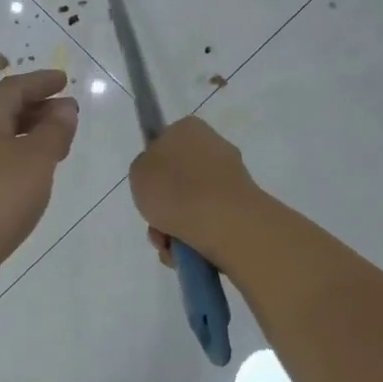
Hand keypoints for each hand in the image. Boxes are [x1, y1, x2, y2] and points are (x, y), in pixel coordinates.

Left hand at [0, 71, 79, 302]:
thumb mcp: (35, 159)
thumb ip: (54, 131)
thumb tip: (64, 108)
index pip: (12, 88)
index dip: (39, 81)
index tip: (64, 81)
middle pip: (5, 111)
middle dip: (37, 106)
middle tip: (68, 113)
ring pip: (3, 138)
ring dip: (32, 133)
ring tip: (61, 143)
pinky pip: (1, 162)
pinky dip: (23, 157)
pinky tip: (38, 175)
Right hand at [128, 117, 261, 268]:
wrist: (222, 221)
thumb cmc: (173, 188)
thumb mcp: (138, 172)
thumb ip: (145, 169)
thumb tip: (160, 177)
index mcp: (188, 129)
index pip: (166, 141)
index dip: (154, 167)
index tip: (147, 187)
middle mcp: (215, 147)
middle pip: (179, 179)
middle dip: (165, 205)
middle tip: (155, 223)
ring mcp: (232, 178)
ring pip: (193, 204)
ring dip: (176, 227)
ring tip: (169, 245)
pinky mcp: (244, 207)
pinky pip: (210, 222)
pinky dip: (195, 238)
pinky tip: (186, 252)